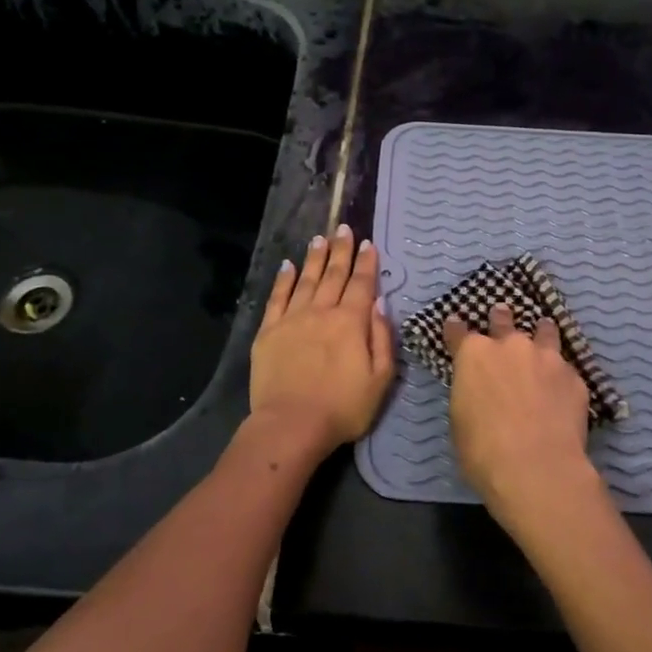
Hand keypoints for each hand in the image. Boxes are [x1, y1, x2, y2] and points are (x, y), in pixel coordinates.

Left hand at [249, 225, 394, 454]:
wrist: (291, 424)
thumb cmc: (343, 407)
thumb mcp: (380, 379)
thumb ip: (382, 338)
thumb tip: (380, 304)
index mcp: (351, 322)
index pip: (361, 284)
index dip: (366, 263)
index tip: (368, 243)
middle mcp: (322, 312)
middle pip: (334, 275)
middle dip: (341, 250)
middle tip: (344, 228)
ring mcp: (292, 319)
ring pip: (306, 280)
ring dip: (315, 258)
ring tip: (319, 239)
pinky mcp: (269, 331)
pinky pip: (277, 298)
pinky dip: (283, 279)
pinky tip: (287, 266)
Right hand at [444, 304, 599, 532]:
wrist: (536, 467)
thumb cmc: (483, 450)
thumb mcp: (460, 419)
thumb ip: (470, 393)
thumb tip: (479, 391)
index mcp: (473, 355)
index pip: (459, 332)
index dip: (456, 328)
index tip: (455, 323)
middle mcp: (510, 345)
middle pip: (503, 320)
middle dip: (501, 317)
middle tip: (502, 314)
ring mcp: (546, 357)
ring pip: (544, 331)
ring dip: (540, 331)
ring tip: (543, 330)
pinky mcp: (573, 376)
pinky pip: (565, 366)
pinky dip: (560, 371)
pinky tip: (562, 382)